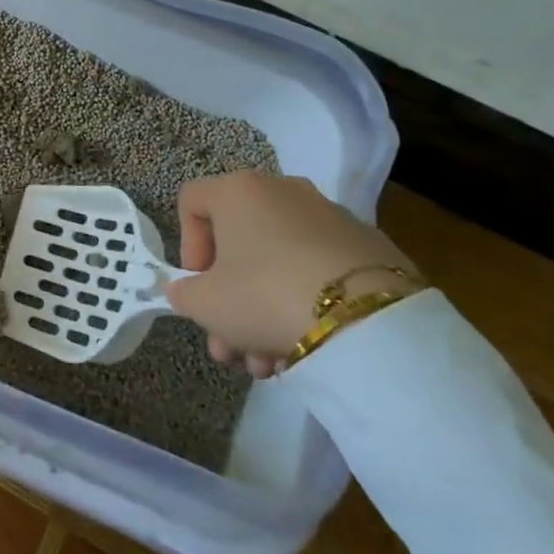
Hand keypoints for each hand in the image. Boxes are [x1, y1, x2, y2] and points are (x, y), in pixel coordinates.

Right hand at [163, 171, 417, 377]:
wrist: (368, 319)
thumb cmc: (265, 295)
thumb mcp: (206, 304)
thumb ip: (185, 293)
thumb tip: (186, 290)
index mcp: (238, 190)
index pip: (192, 201)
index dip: (187, 244)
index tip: (198, 284)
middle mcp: (282, 190)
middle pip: (240, 242)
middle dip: (230, 299)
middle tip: (229, 346)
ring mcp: (329, 216)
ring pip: (280, 262)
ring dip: (264, 310)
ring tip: (268, 363)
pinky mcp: (369, 247)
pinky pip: (319, 270)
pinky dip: (305, 302)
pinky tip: (306, 348)